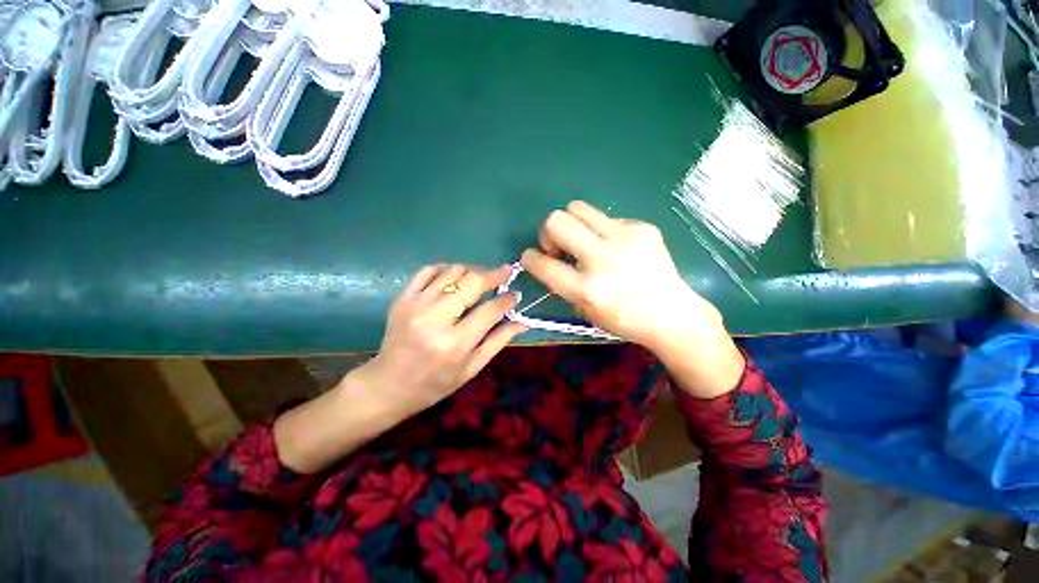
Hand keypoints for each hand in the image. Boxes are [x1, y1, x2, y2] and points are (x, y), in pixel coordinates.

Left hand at [275, 265, 525, 473]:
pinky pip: (428, 270)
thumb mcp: (472, 368)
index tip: (514, 294)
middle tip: (504, 273)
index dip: (506, 299)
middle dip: (493, 274)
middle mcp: (435, 319)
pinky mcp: (402, 298)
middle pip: (471, 281)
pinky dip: (446, 268)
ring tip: (481, 278)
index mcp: (455, 344)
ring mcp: (415, 305)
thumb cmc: (435, 383)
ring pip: (452, 271)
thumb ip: (498, 341)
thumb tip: (522, 321)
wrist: (388, 384)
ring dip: (472, 270)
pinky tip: (455, 277)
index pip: (489, 310)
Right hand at [521, 201, 743, 397]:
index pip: (544, 264)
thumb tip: (551, 259)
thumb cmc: (625, 320)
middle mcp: (604, 259)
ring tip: (583, 241)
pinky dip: (602, 231)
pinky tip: (616, 248)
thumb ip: (564, 284)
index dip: (530, 258)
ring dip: (572, 224)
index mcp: (588, 289)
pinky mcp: (643, 228)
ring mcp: (626, 238)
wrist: (672, 314)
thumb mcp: (586, 311)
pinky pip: (607, 219)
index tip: (531, 257)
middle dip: (548, 232)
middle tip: (559, 247)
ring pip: (579, 208)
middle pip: (557, 221)